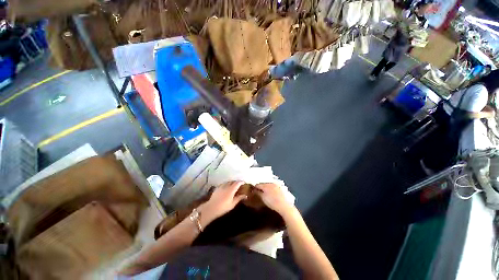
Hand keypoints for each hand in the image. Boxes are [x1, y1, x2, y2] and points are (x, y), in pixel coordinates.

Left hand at [199, 181, 246, 222]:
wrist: (211, 208)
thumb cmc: (223, 207)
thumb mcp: (233, 204)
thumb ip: (239, 198)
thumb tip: (245, 195)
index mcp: (232, 189)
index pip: (238, 183)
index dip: (241, 182)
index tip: (244, 183)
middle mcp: (227, 186)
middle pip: (233, 181)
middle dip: (237, 182)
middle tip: (239, 184)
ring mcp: (221, 186)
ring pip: (228, 182)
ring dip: (232, 182)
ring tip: (233, 185)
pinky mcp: (217, 188)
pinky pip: (223, 183)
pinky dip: (227, 184)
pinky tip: (226, 187)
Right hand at [254, 183, 293, 215]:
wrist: (284, 206)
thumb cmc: (272, 202)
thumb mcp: (263, 198)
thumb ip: (258, 192)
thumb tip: (254, 190)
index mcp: (266, 185)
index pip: (258, 184)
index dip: (254, 187)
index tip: (252, 191)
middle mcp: (271, 183)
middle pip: (263, 184)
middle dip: (260, 187)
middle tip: (258, 193)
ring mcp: (276, 185)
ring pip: (268, 185)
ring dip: (265, 188)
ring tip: (264, 194)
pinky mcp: (280, 189)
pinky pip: (273, 187)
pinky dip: (270, 190)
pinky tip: (271, 194)